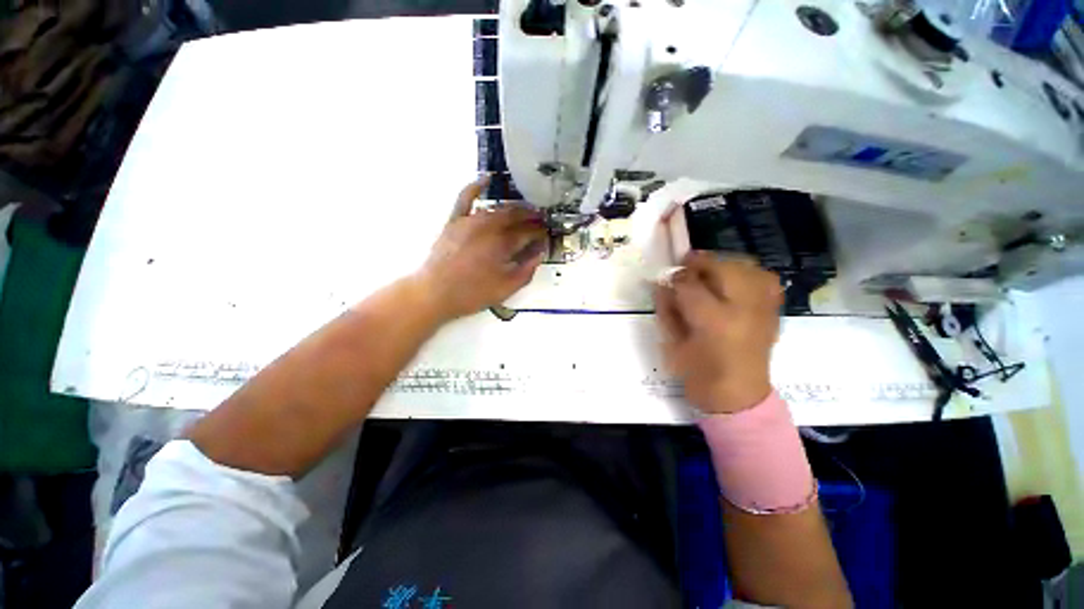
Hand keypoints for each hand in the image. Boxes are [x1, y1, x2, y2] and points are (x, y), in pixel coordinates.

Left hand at [416, 178, 547, 320]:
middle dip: (531, 217)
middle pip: (515, 216)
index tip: (546, 235)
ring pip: (497, 208)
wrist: (435, 293)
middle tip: (540, 220)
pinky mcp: (455, 221)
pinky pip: (465, 198)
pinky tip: (486, 179)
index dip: (540, 233)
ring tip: (524, 210)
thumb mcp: (507, 288)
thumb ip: (527, 269)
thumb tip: (539, 253)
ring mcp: (470, 221)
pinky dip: (476, 186)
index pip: (528, 232)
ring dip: (514, 207)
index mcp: (502, 243)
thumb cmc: (472, 293)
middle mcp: (488, 226)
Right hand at [654, 251, 782, 413]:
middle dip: (701, 263)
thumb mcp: (672, 342)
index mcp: (711, 322)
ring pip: (747, 268)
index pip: (690, 285)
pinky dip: (749, 275)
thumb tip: (662, 283)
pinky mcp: (774, 312)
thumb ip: (667, 309)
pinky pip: (766, 280)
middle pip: (723, 268)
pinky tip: (734, 284)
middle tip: (687, 269)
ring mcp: (764, 310)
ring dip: (724, 265)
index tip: (669, 277)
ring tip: (710, 274)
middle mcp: (742, 311)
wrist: (737, 395)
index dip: (677, 276)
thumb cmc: (697, 372)